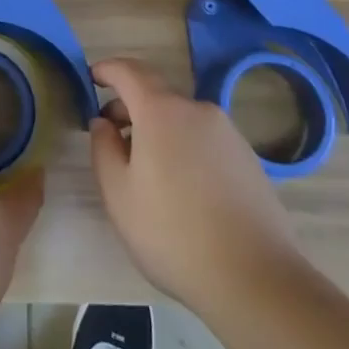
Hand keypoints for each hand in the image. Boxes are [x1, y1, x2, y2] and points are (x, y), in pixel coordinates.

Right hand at [90, 57, 302, 317]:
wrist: (256, 279)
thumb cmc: (173, 233)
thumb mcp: (118, 194)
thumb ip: (103, 148)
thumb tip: (104, 123)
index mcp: (161, 111)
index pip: (128, 71)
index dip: (107, 69)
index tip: (91, 78)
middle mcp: (197, 110)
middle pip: (156, 94)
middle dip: (130, 106)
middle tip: (112, 135)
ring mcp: (228, 134)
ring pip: (182, 119)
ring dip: (158, 130)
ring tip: (147, 169)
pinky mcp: (249, 159)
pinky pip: (205, 140)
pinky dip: (185, 147)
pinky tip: (183, 188)